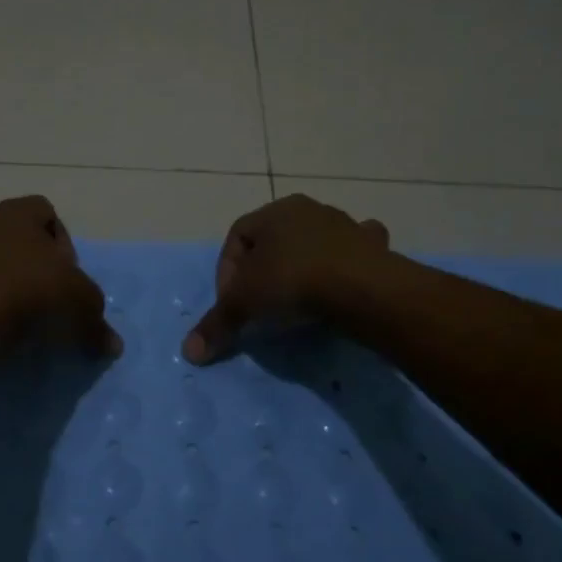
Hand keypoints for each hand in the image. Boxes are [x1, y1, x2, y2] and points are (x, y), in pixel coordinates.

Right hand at [183, 194, 390, 363]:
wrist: (362, 288)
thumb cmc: (292, 282)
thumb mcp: (244, 304)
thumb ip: (216, 324)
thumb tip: (189, 351)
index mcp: (273, 212)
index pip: (236, 237)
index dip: (226, 271)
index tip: (230, 303)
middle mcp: (307, 210)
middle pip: (274, 240)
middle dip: (263, 269)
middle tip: (260, 303)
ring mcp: (343, 225)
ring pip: (313, 242)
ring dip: (302, 265)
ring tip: (298, 301)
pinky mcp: (371, 246)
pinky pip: (353, 251)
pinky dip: (344, 265)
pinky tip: (341, 284)